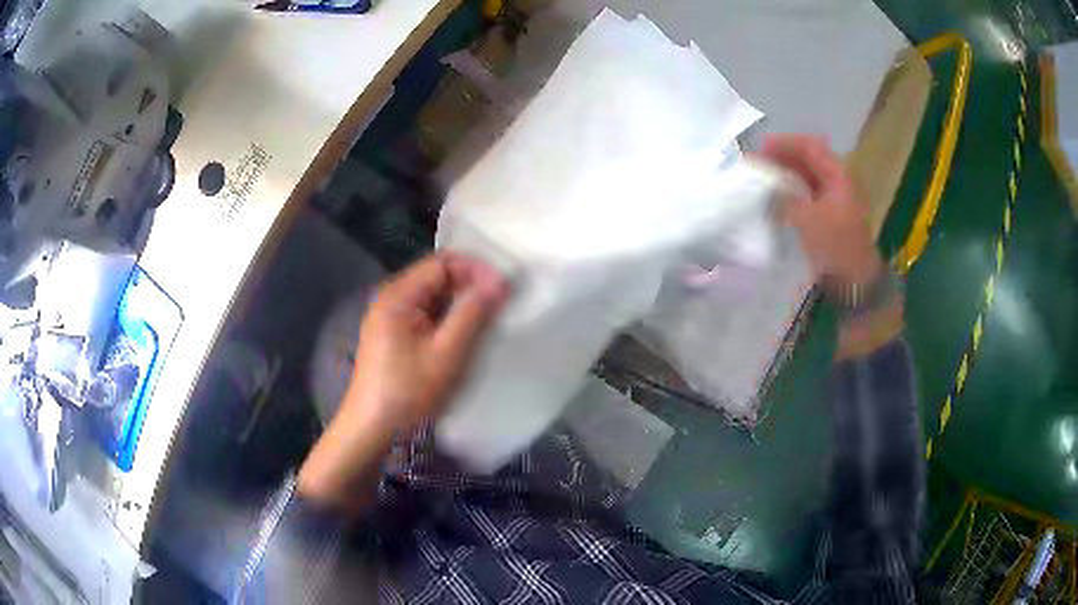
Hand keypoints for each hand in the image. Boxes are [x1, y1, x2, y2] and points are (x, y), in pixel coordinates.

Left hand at [350, 252, 507, 432]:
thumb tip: (501, 281)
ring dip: (461, 304)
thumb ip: (473, 313)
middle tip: (501, 303)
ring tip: (489, 318)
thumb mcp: (446, 353)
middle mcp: (391, 298)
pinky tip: (465, 334)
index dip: (475, 269)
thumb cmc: (407, 391)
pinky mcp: (393, 336)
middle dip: (470, 286)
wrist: (371, 429)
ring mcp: (390, 317)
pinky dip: (448, 320)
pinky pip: (426, 315)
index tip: (503, 288)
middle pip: (436, 277)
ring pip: (433, 297)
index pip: (442, 263)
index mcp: (398, 295)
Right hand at [760, 134, 882, 288]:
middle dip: (781, 159)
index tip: (759, 149)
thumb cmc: (835, 246)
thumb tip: (763, 183)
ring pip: (805, 178)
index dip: (784, 143)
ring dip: (784, 176)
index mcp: (837, 175)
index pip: (809, 146)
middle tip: (756, 165)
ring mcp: (834, 201)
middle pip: (807, 160)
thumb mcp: (807, 218)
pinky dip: (790, 194)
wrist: (856, 284)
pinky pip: (806, 196)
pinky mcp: (829, 219)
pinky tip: (774, 201)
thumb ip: (783, 196)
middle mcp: (837, 182)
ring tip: (761, 181)